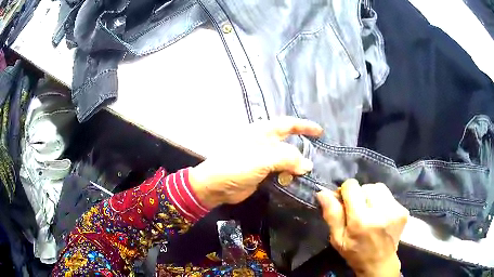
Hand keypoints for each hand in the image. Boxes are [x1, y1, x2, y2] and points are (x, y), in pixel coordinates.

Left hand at [189, 117, 322, 209]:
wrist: (216, 186)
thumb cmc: (236, 165)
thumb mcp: (263, 159)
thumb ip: (288, 159)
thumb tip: (308, 165)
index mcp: (263, 131)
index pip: (288, 124)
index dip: (305, 126)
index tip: (320, 132)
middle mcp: (265, 142)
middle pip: (289, 142)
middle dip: (303, 148)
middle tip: (319, 156)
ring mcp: (263, 158)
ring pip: (286, 158)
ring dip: (297, 164)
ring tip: (311, 171)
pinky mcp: (262, 172)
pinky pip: (281, 171)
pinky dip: (289, 174)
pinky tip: (298, 180)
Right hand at [317, 180, 408, 276]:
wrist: (380, 263)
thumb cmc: (355, 253)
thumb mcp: (338, 238)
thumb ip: (332, 215)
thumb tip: (323, 192)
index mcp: (361, 220)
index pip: (352, 186)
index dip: (345, 192)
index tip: (344, 203)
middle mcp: (380, 211)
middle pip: (366, 186)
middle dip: (359, 195)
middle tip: (357, 210)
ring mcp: (395, 210)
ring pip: (379, 188)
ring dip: (371, 196)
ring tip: (370, 211)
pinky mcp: (403, 210)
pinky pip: (389, 196)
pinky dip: (382, 201)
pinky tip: (380, 215)